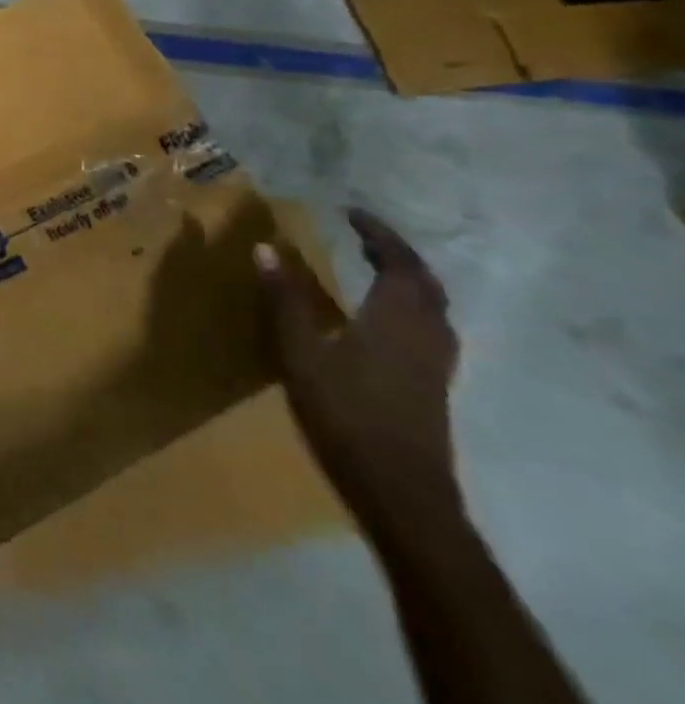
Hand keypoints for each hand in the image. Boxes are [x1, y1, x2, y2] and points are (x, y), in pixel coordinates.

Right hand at [256, 209, 463, 538]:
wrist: (401, 490)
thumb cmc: (346, 414)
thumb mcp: (301, 354)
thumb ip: (285, 301)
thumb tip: (266, 248)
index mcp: (398, 319)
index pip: (398, 263)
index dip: (378, 234)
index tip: (351, 213)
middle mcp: (427, 333)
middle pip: (424, 282)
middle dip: (396, 254)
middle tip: (361, 236)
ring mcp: (436, 362)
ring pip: (432, 306)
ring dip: (406, 279)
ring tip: (371, 268)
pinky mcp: (433, 383)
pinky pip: (428, 327)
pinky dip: (408, 305)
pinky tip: (380, 318)